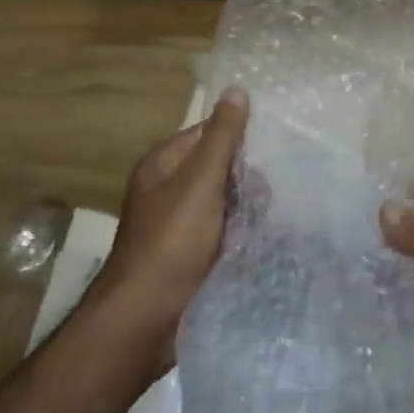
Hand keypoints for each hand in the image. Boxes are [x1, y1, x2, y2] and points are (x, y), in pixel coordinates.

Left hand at [86, 86, 247, 373]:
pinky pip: (223, 232)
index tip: (269, 152)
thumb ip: (222, 137)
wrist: (143, 322)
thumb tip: (237, 89)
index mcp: (164, 164)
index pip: (208, 133)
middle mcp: (169, 189)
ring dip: (246, 211)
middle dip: (246, 181)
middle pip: (220, 168)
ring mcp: (179, 225)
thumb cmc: (171, 242)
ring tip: (263, 224)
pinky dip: (239, 236)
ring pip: (225, 202)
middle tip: (262, 199)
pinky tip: (257, 243)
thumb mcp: (200, 182)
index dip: (237, 140)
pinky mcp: (190, 256)